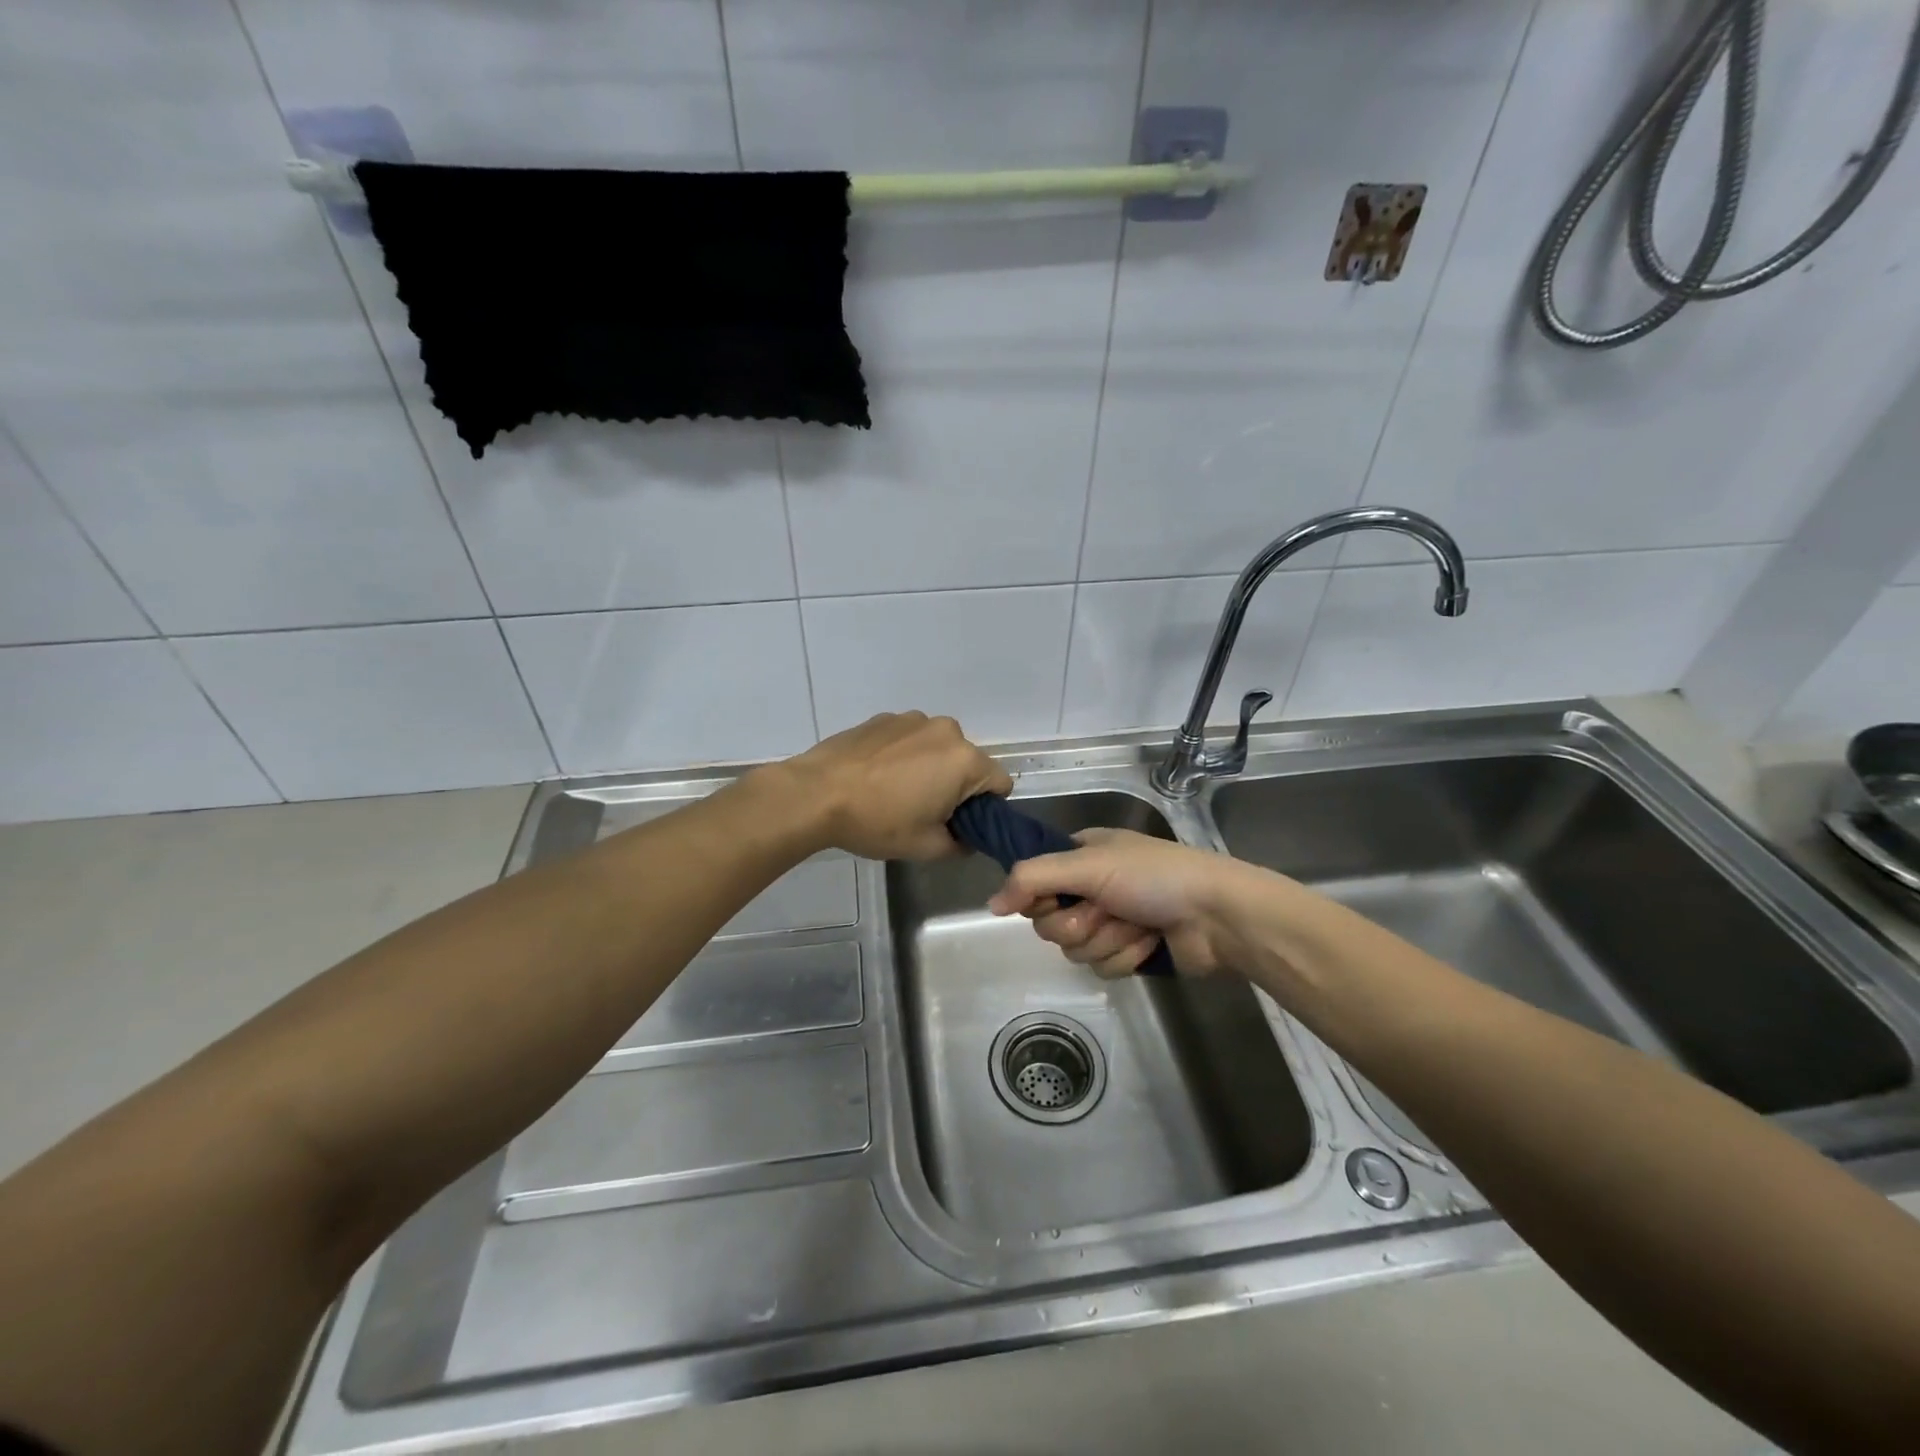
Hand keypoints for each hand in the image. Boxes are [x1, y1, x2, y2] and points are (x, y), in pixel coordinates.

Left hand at [770, 712, 1012, 860]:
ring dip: (929, 767)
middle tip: (923, 812)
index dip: (985, 809)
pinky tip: (876, 776)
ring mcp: (913, 719)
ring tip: (894, 792)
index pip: (999, 784)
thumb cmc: (878, 821)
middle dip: (956, 786)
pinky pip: (910, 739)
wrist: (816, 793)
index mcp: (965, 760)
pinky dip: (903, 755)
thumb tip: (964, 838)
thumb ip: (960, 845)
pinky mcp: (884, 718)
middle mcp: (947, 730)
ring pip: (937, 748)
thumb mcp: (926, 847)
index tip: (958, 823)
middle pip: (968, 763)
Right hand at [987, 828, 1247, 977]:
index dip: (1041, 898)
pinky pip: (1103, 966)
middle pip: (1050, 923)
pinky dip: (1126, 956)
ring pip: (1076, 949)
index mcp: (1081, 855)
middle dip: (1080, 923)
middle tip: (1106, 910)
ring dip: (1107, 940)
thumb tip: (990, 905)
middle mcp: (1091, 886)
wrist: (1217, 916)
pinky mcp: (1128, 951)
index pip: (1033, 882)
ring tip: (1137, 925)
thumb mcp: (1089, 865)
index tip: (1058, 898)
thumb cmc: (1154, 877)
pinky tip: (1150, 942)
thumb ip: (1033, 878)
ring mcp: (1111, 920)